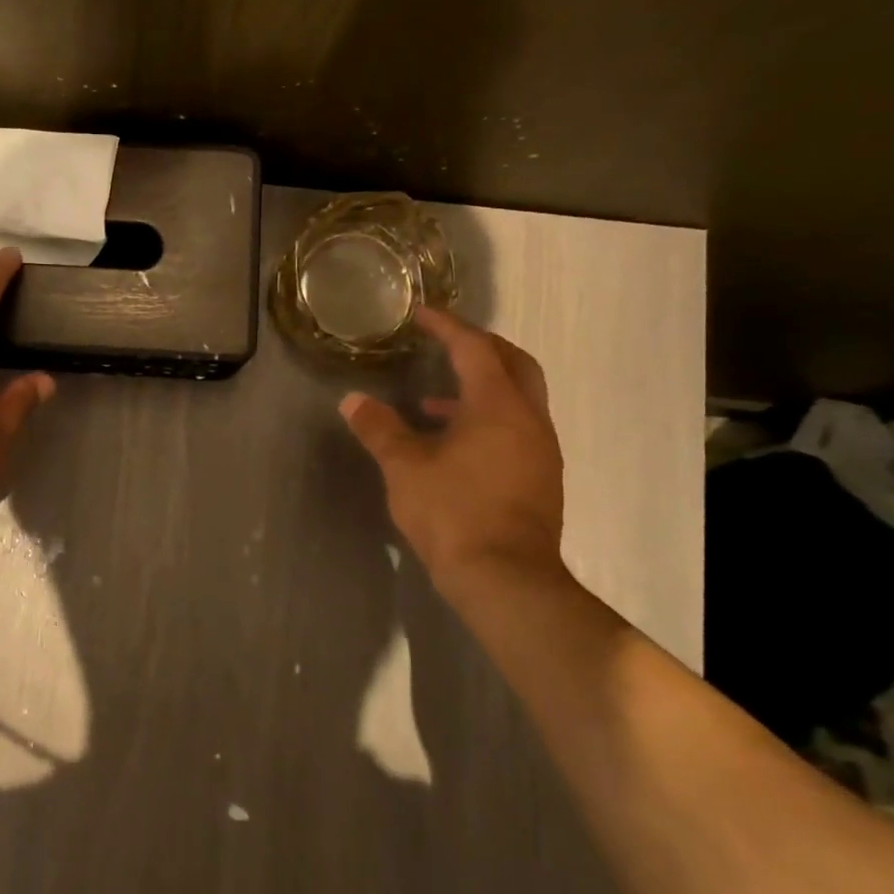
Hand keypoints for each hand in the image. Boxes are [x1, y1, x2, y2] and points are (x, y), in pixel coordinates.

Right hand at [340, 308, 566, 597]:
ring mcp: (540, 449)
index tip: (422, 315)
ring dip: (481, 388)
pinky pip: (516, 428)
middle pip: (513, 364)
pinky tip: (453, 444)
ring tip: (432, 402)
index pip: (474, 349)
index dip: (447, 327)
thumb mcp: (405, 468)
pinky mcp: (540, 477)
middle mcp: (528, 419)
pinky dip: (488, 418)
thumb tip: (352, 400)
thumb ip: (379, 429)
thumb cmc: (453, 513)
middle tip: (444, 343)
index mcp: (497, 406)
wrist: (505, 578)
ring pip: (517, 398)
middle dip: (480, 347)